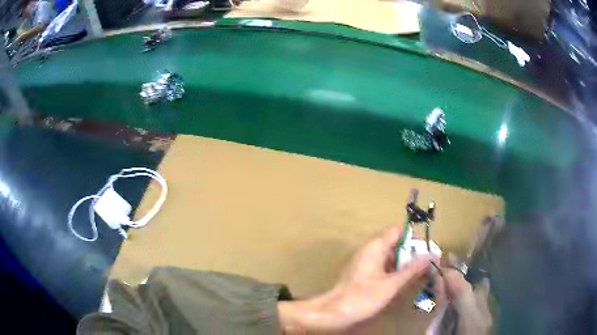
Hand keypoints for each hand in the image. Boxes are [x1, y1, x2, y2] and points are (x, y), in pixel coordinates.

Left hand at [279, 227, 435, 332]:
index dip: (413, 238)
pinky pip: (384, 267)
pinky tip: (404, 283)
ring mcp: (366, 262)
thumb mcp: (391, 285)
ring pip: (390, 257)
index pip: (398, 232)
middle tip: (427, 266)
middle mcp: (370, 250)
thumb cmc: (362, 297)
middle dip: (411, 253)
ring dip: (404, 264)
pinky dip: (395, 272)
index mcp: (375, 247)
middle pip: (395, 244)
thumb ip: (412, 270)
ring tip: (420, 275)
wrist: (334, 312)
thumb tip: (431, 255)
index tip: (426, 251)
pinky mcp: (364, 273)